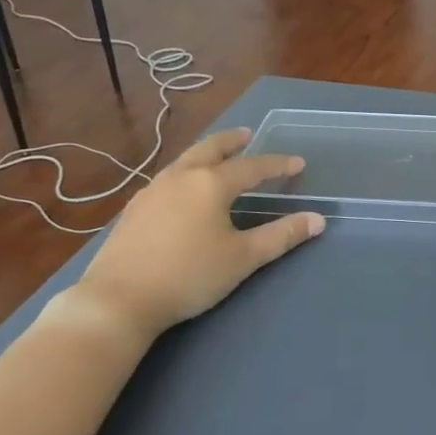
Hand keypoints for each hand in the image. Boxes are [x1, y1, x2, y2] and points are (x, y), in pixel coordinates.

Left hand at [72, 128, 323, 339]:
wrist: (118, 299)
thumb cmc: (189, 275)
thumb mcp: (243, 258)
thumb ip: (282, 236)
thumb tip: (317, 220)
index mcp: (211, 183)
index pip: (252, 167)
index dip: (277, 165)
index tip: (297, 163)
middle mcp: (181, 177)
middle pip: (210, 149)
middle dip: (232, 141)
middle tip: (247, 135)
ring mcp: (152, 190)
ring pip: (185, 161)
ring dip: (206, 154)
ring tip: (217, 157)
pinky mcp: (134, 209)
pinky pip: (168, 178)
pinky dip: (186, 172)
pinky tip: (184, 189)